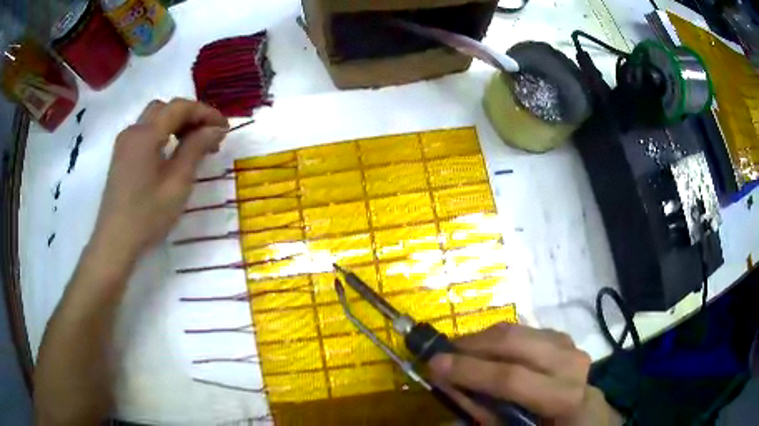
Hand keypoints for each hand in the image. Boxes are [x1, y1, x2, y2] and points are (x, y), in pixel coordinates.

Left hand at [89, 98, 227, 265]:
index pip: (179, 107)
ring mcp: (124, 143)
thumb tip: (216, 128)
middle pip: (165, 108)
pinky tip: (171, 153)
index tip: (225, 128)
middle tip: (208, 136)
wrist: (115, 243)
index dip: (205, 112)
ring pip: (154, 119)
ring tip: (193, 145)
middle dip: (190, 116)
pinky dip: (163, 134)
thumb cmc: (147, 216)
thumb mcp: (177, 184)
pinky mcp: (121, 156)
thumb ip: (196, 149)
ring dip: (176, 124)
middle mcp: (133, 131)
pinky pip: (145, 133)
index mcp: (145, 135)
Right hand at [428, 323, 620, 424]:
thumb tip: (448, 383)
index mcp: (563, 396)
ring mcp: (568, 344)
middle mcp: (570, 363)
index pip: (512, 378)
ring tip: (459, 351)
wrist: (583, 414)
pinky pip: (522, 329)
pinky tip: (485, 350)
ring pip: (516, 330)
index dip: (470, 371)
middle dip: (471, 345)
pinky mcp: (562, 336)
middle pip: (514, 343)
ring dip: (481, 338)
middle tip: (442, 353)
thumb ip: (482, 409)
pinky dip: (497, 337)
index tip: (434, 363)